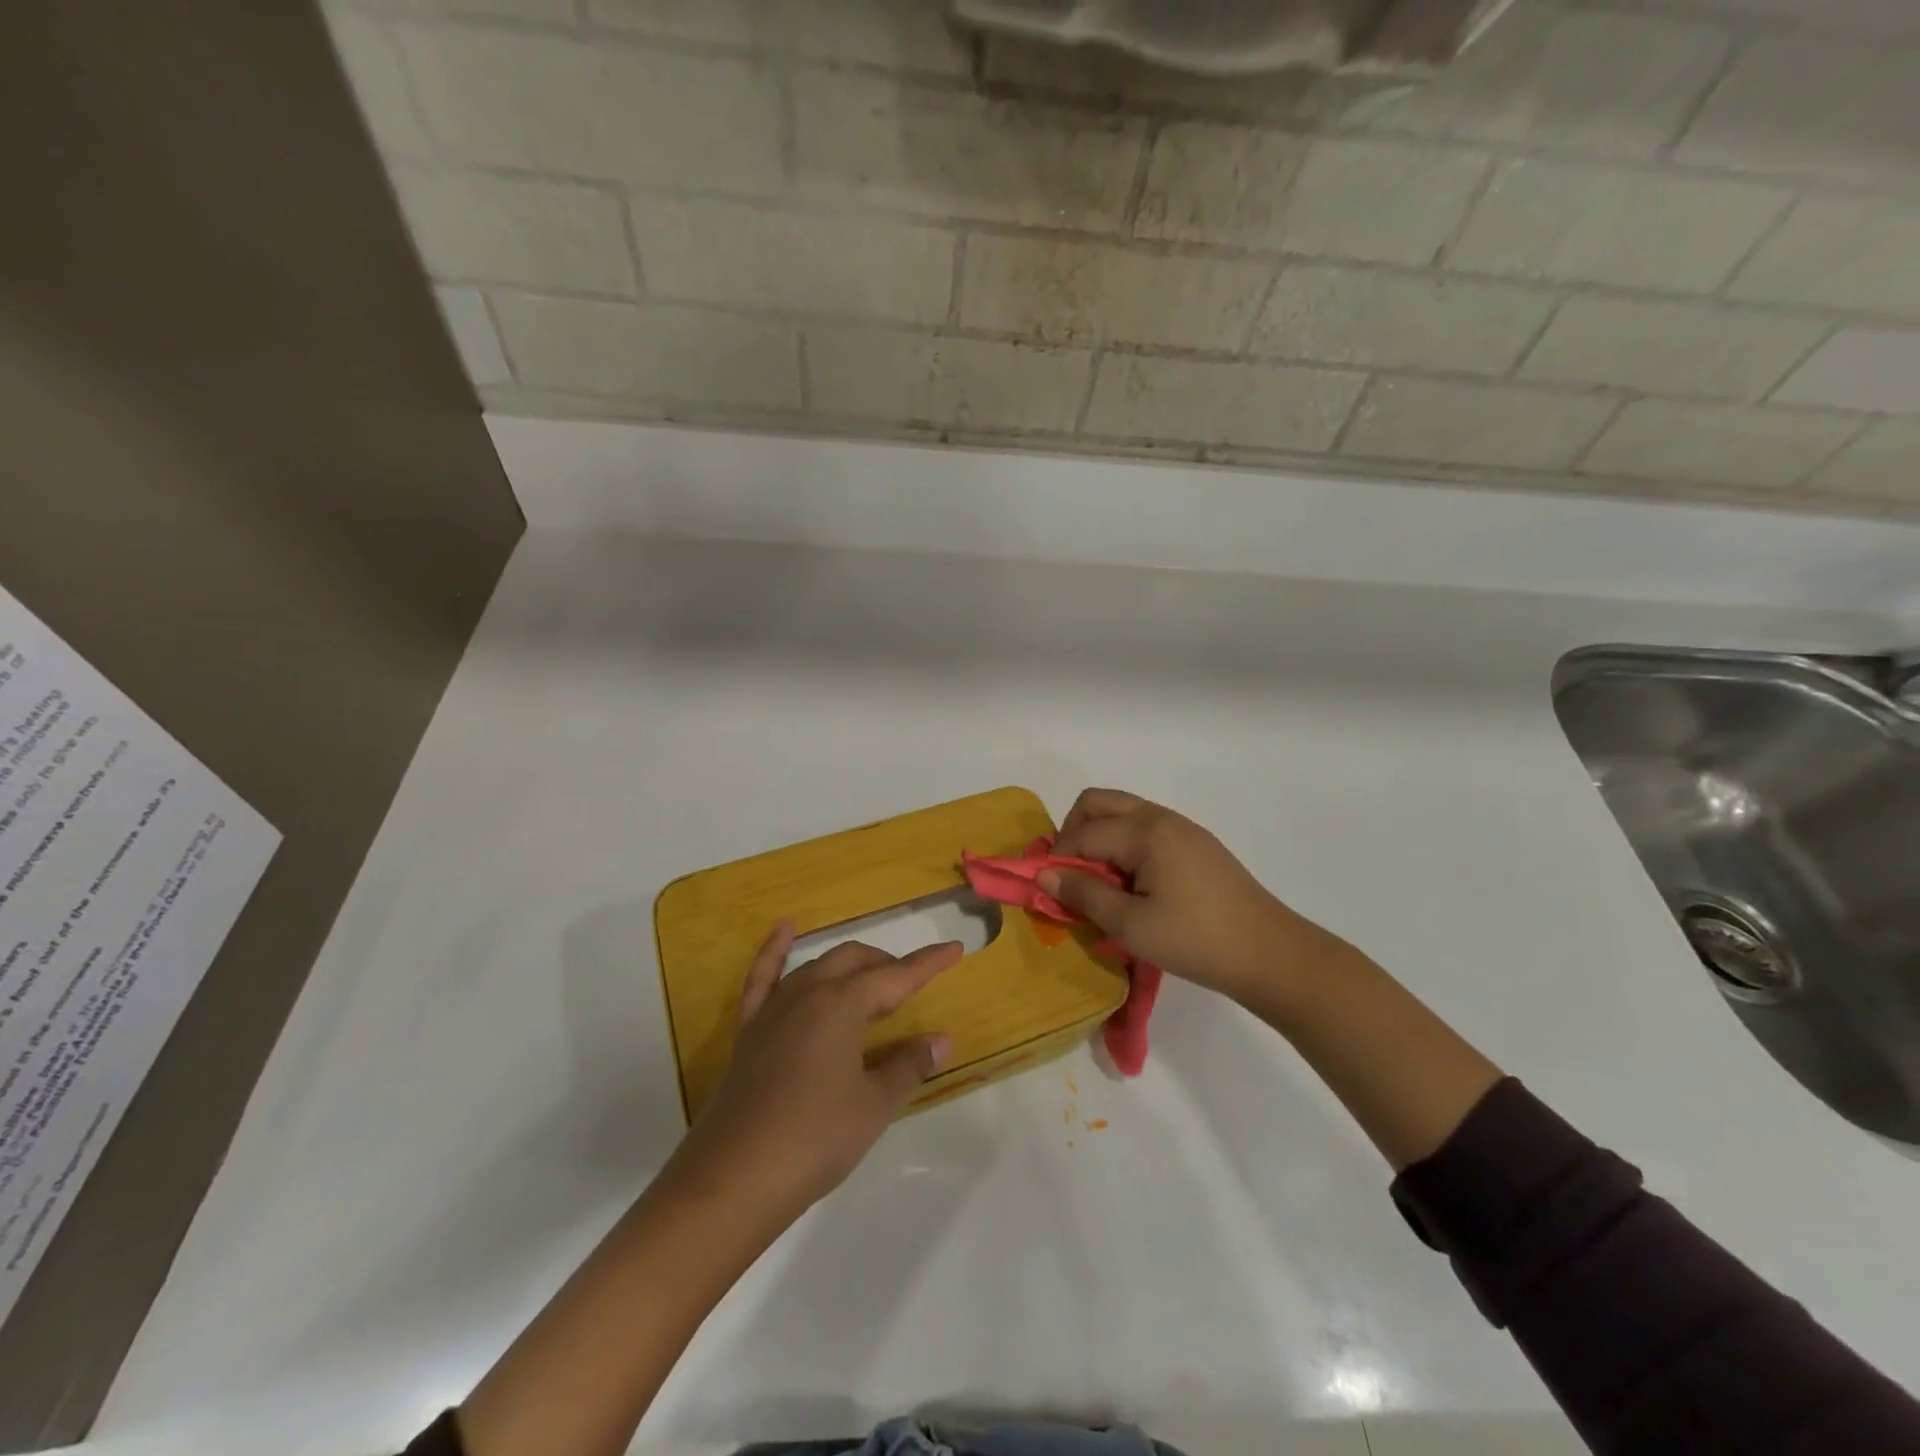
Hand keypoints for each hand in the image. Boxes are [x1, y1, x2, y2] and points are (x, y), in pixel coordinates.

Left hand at [673, 924, 960, 1223]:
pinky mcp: (748, 1030)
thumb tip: (941, 1040)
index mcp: (841, 1005)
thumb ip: (908, 1065)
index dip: (928, 964)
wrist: (733, 1180)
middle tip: (912, 987)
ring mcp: (773, 1009)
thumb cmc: (814, 1140)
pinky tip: (784, 929)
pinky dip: (775, 950)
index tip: (955, 949)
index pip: (895, 976)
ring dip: (848, 965)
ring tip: (870, 978)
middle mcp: (807, 994)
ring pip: (817, 966)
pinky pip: (762, 977)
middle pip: (855, 962)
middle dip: (888, 966)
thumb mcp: (873, 1105)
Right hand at [1045, 788, 1345, 1003]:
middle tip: (1070, 875)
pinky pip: (1142, 828)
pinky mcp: (1194, 843)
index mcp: (1145, 831)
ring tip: (1098, 882)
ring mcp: (1180, 827)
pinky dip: (1122, 844)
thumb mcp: (1131, 925)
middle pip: (1098, 803)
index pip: (1082, 833)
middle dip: (1072, 832)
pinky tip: (1129, 884)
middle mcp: (1160, 817)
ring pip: (1121, 812)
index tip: (1045, 889)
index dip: (1056, 859)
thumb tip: (1044, 873)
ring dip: (1097, 837)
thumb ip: (1084, 894)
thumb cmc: (1195, 940)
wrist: (1269, 953)